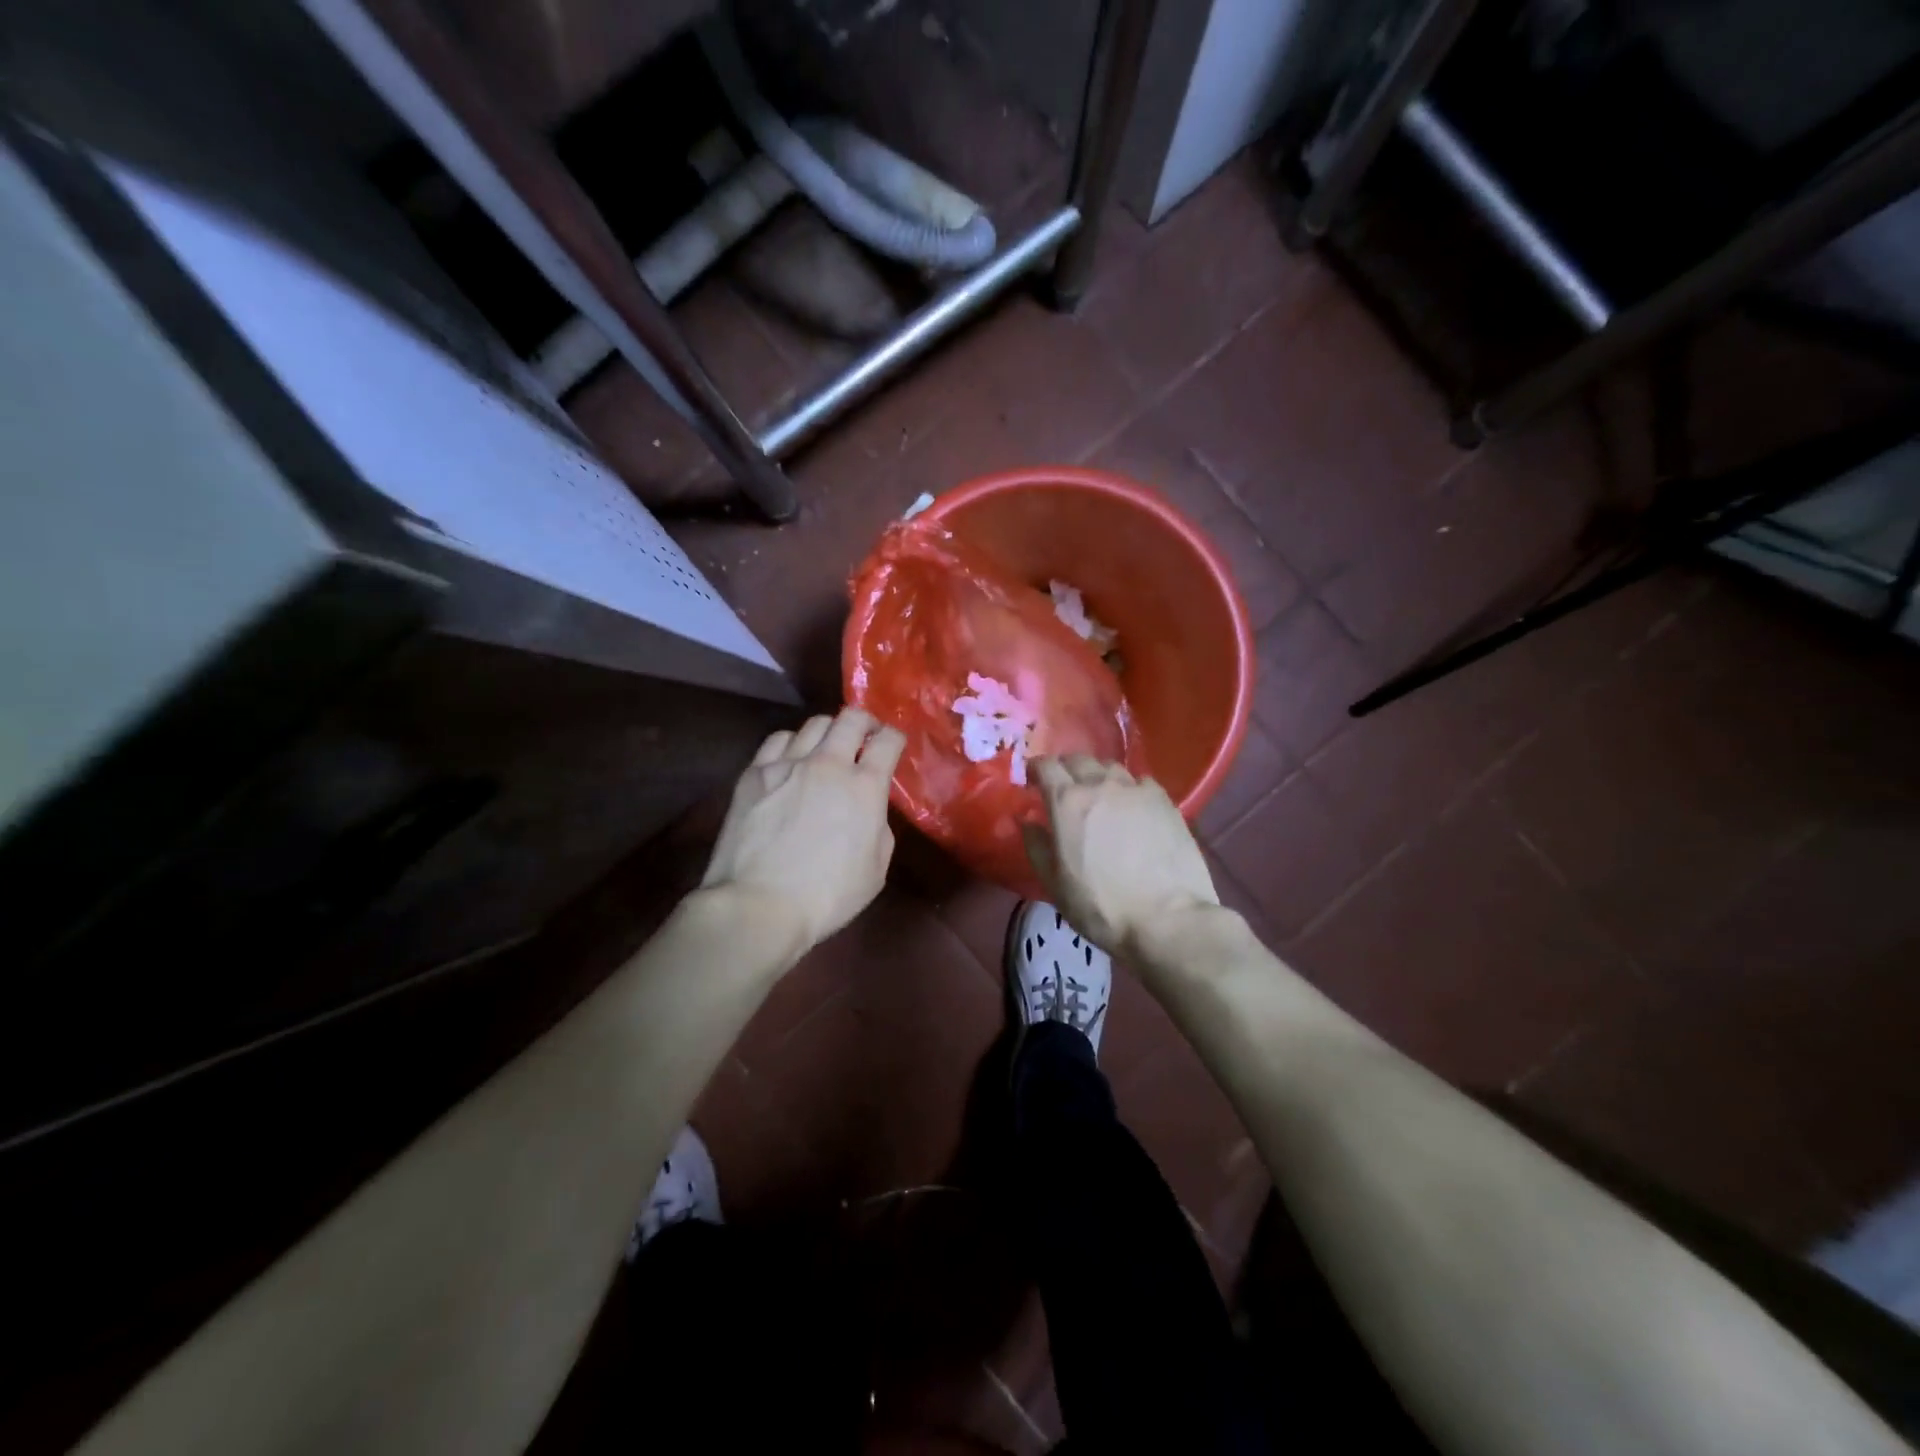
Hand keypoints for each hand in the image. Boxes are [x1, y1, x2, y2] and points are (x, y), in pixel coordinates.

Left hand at [701, 708, 906, 951]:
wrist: (757, 905)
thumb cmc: (826, 897)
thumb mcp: (876, 870)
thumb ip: (879, 828)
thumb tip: (869, 809)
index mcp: (865, 787)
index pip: (887, 741)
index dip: (895, 737)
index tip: (893, 744)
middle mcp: (828, 764)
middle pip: (851, 719)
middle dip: (864, 722)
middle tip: (865, 736)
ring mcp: (787, 765)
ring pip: (813, 724)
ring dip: (828, 731)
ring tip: (827, 747)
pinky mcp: (754, 774)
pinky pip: (778, 740)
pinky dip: (792, 743)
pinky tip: (791, 759)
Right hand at [1023, 755, 1218, 958]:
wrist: (1167, 919)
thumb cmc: (1101, 907)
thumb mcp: (1055, 884)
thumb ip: (1036, 846)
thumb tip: (1025, 820)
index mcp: (1067, 802)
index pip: (1045, 766)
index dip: (1035, 768)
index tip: (1032, 779)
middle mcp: (1100, 784)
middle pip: (1078, 759)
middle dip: (1065, 768)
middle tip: (1062, 786)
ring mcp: (1136, 789)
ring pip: (1110, 766)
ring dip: (1096, 774)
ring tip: (1097, 793)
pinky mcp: (1165, 800)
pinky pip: (1139, 781)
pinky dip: (1128, 787)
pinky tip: (1131, 804)